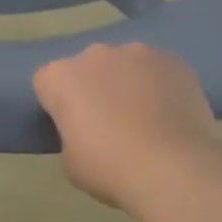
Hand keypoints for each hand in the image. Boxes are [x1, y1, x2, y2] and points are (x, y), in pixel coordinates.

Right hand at [33, 43, 218, 206]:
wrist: (174, 169)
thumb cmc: (111, 169)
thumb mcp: (72, 162)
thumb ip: (72, 135)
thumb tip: (89, 131)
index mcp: (60, 78)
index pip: (47, 82)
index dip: (58, 104)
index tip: (71, 126)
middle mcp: (94, 55)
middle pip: (87, 67)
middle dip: (93, 87)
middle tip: (109, 123)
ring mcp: (136, 52)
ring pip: (124, 64)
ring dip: (128, 83)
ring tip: (146, 118)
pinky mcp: (172, 60)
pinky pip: (158, 71)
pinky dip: (160, 86)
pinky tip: (172, 114)